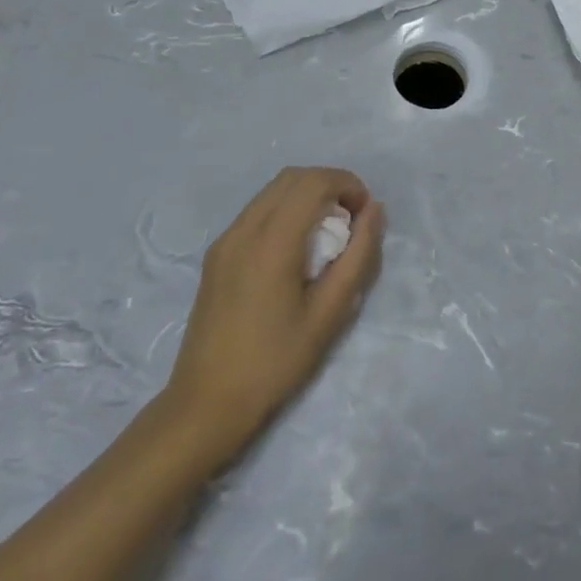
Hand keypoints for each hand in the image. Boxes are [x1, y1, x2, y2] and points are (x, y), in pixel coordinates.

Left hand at [159, 167, 384, 471]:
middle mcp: (243, 230)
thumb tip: (374, 211)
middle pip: (292, 177)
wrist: (207, 403)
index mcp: (272, 243)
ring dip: (307, 195)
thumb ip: (358, 256)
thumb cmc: (276, 362)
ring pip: (272, 190)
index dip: (348, 185)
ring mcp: (225, 240)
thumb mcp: (330, 313)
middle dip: (330, 184)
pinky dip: (286, 210)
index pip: (314, 182)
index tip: (366, 214)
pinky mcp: (217, 255)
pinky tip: (298, 248)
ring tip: (328, 233)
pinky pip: (257, 211)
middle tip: (352, 219)